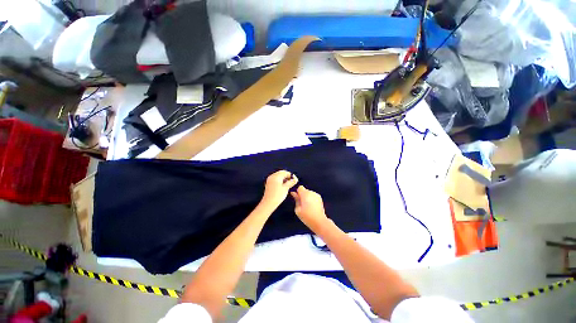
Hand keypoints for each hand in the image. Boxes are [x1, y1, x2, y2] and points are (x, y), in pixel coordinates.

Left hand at [261, 170, 297, 208]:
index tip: (296, 180)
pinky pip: (276, 179)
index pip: (285, 172)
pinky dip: (280, 180)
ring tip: (289, 184)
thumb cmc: (278, 195)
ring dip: (284, 178)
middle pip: (281, 173)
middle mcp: (272, 176)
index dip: (291, 175)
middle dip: (287, 176)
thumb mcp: (286, 188)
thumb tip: (295, 179)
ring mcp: (270, 179)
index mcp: (276, 176)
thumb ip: (291, 182)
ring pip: (278, 176)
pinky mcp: (269, 183)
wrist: (268, 203)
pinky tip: (283, 185)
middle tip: (293, 181)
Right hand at [290, 186, 329, 232]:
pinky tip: (312, 207)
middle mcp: (312, 192)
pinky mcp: (320, 199)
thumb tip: (294, 193)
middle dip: (302, 195)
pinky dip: (311, 199)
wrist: (319, 221)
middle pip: (305, 190)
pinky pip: (313, 196)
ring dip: (307, 197)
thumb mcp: (298, 209)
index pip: (300, 187)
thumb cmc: (307, 216)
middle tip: (302, 204)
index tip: (297, 198)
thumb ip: (296, 199)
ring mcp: (317, 195)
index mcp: (305, 194)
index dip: (298, 192)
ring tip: (307, 206)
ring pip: (309, 193)